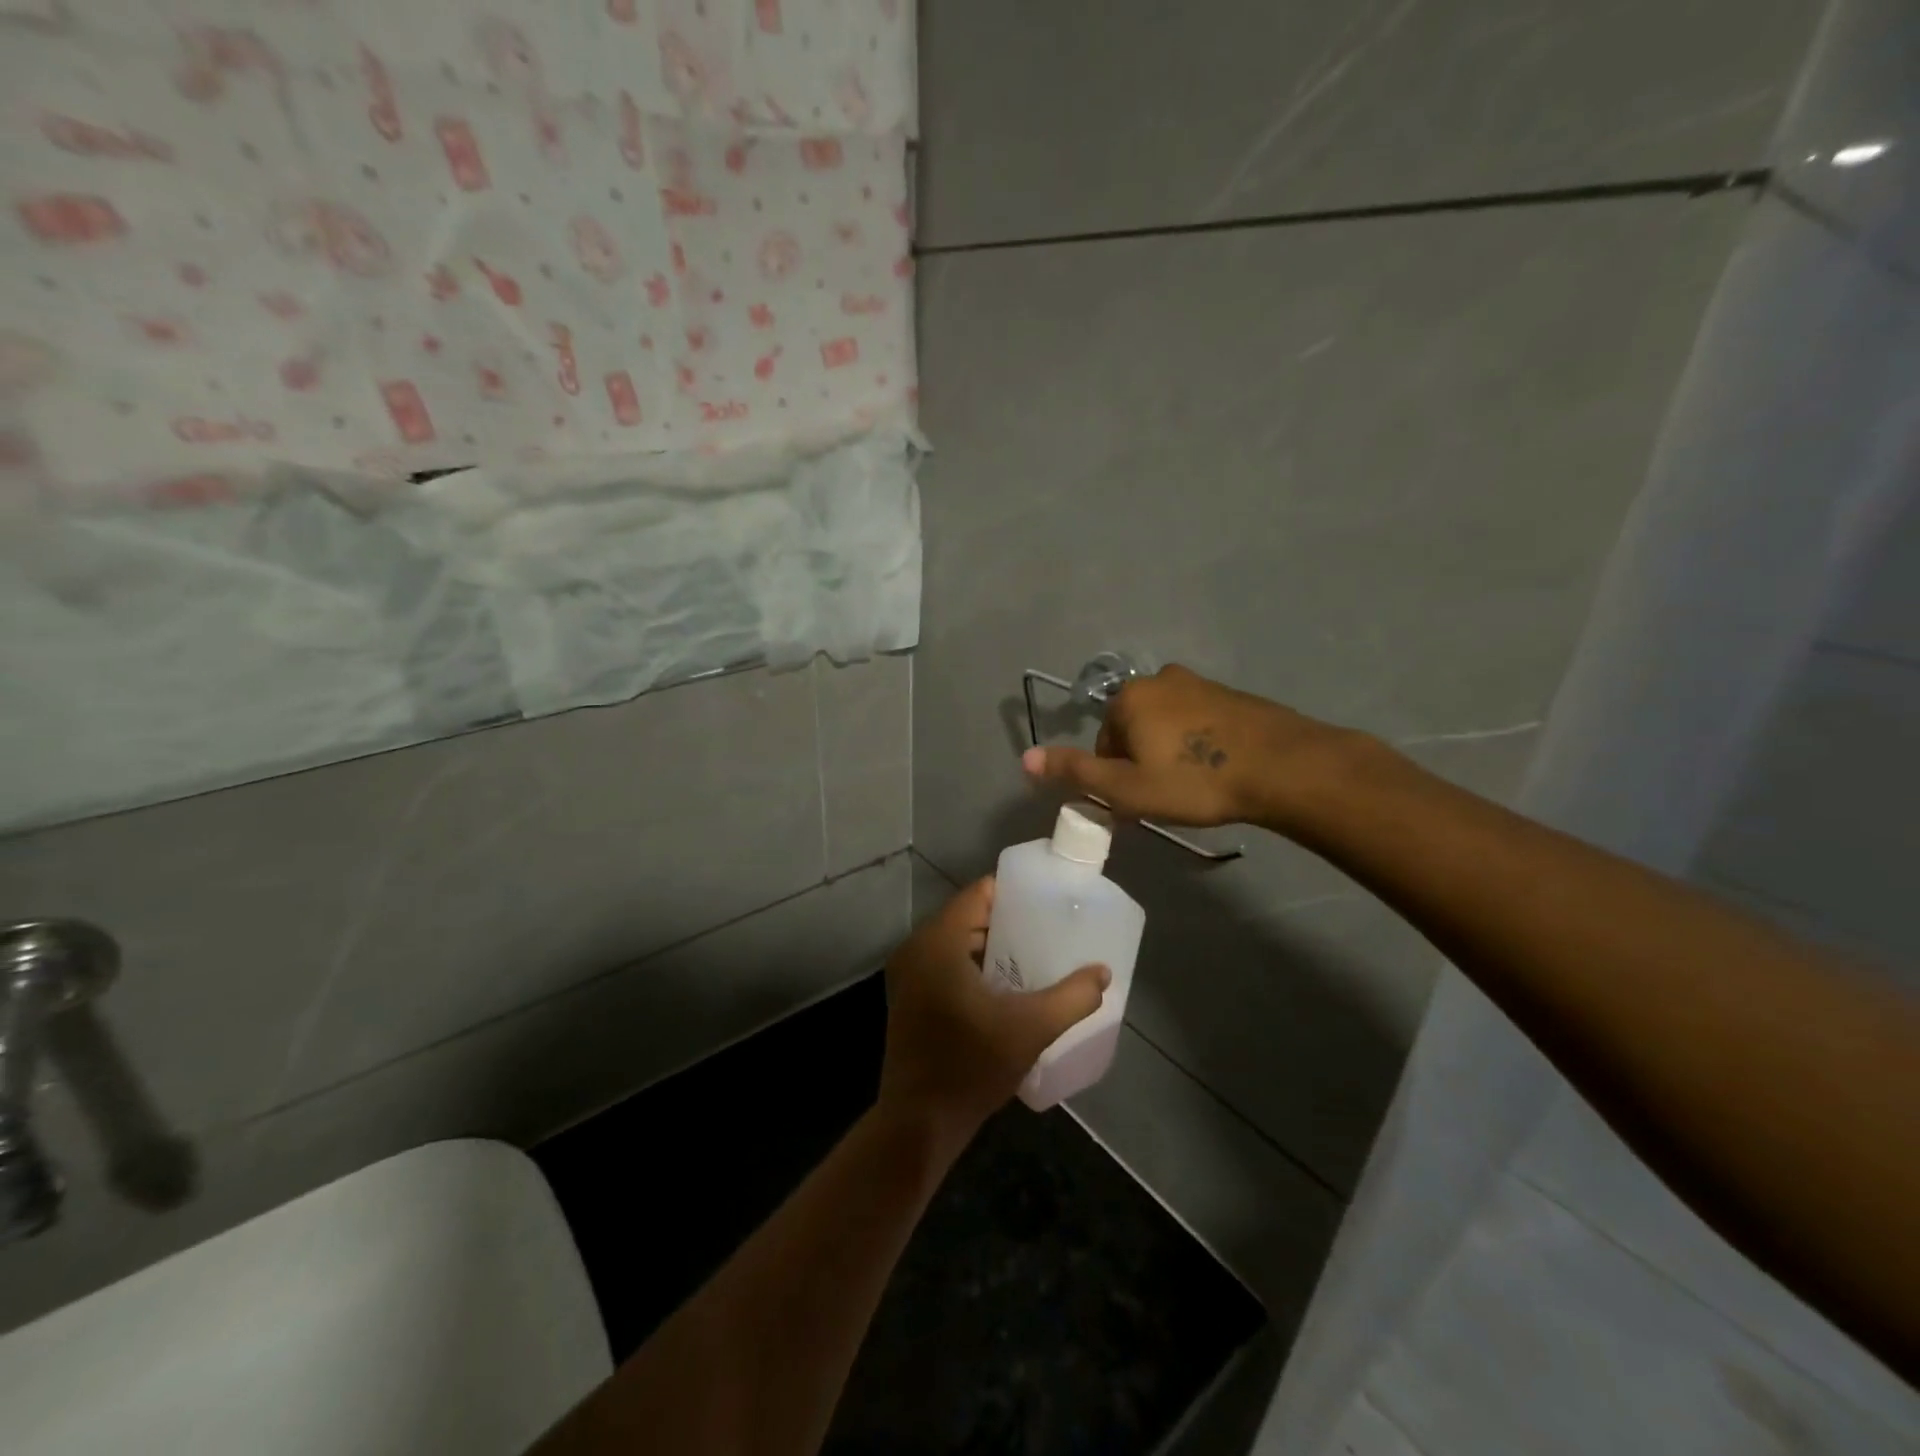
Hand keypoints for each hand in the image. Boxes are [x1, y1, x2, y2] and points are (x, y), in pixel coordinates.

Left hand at [879, 879, 1108, 1147]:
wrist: (919, 1122)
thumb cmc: (971, 1065)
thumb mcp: (1031, 1028)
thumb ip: (1072, 997)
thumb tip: (1103, 973)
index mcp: (938, 942)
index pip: (978, 893)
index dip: (1013, 892)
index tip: (1047, 899)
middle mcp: (916, 948)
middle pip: (968, 916)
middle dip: (1008, 920)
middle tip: (1048, 927)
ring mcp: (907, 974)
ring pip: (956, 941)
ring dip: (991, 945)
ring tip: (1034, 952)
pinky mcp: (908, 997)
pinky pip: (945, 962)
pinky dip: (973, 964)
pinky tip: (1004, 985)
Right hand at [1021, 664, 1356, 828]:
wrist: (1283, 767)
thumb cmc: (1195, 780)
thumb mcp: (1127, 788)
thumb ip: (1075, 772)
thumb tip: (1024, 757)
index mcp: (1129, 698)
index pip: (1103, 743)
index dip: (1116, 777)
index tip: (1140, 802)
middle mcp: (1159, 679)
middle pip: (1132, 730)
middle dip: (1141, 762)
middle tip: (1167, 796)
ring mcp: (1199, 683)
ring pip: (1166, 726)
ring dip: (1169, 753)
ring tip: (1194, 786)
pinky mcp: (1230, 694)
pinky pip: (1197, 722)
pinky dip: (1198, 744)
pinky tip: (1217, 769)